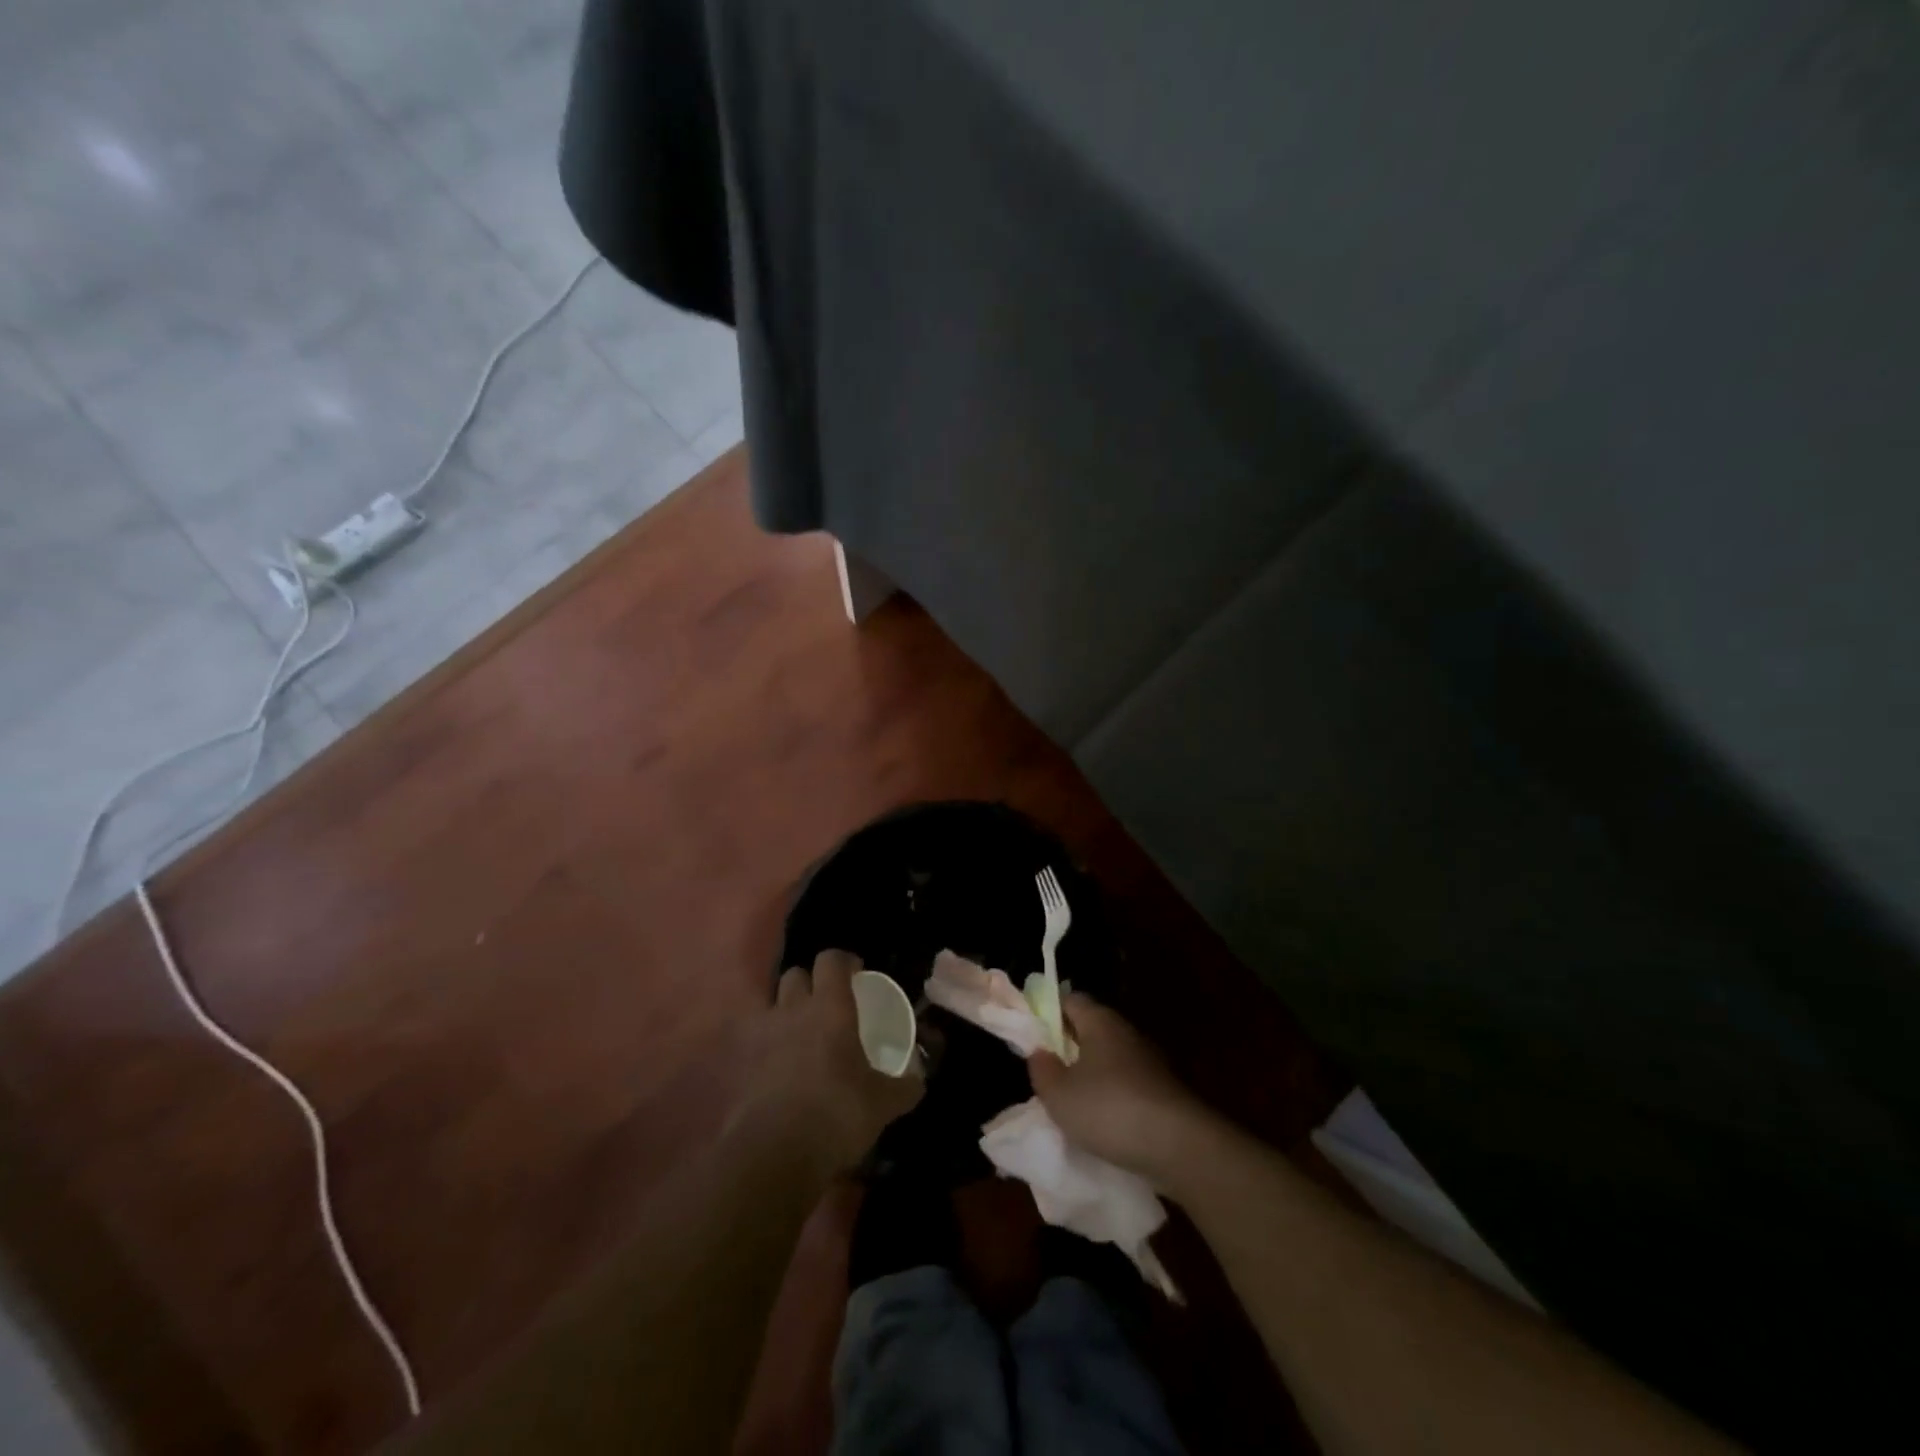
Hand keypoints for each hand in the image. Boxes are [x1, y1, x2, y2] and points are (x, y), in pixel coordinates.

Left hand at [740, 950, 924, 1175]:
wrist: (774, 1154)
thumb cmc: (837, 1113)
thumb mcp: (882, 1103)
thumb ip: (904, 1086)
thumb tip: (919, 1079)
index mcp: (830, 1008)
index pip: (831, 960)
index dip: (843, 962)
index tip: (856, 973)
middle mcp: (792, 1010)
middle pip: (795, 975)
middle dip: (809, 982)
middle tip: (825, 1003)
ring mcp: (760, 1035)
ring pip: (769, 1002)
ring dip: (782, 1009)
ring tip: (796, 1031)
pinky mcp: (738, 1064)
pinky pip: (749, 1041)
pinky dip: (761, 1044)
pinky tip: (773, 1064)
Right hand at [1027, 992, 1210, 1182]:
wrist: (1179, 1147)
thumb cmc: (1110, 1109)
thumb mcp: (1059, 1094)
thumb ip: (1042, 1069)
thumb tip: (1039, 1051)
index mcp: (1099, 1020)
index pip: (1070, 1000)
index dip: (1048, 1012)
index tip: (1032, 1035)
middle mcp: (1126, 1031)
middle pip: (1090, 1028)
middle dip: (1068, 1046)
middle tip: (1047, 1073)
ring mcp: (1149, 1061)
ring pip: (1109, 1058)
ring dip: (1091, 1075)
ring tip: (1071, 1103)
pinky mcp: (1163, 1090)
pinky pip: (1127, 1083)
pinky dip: (1112, 1097)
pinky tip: (1102, 1122)